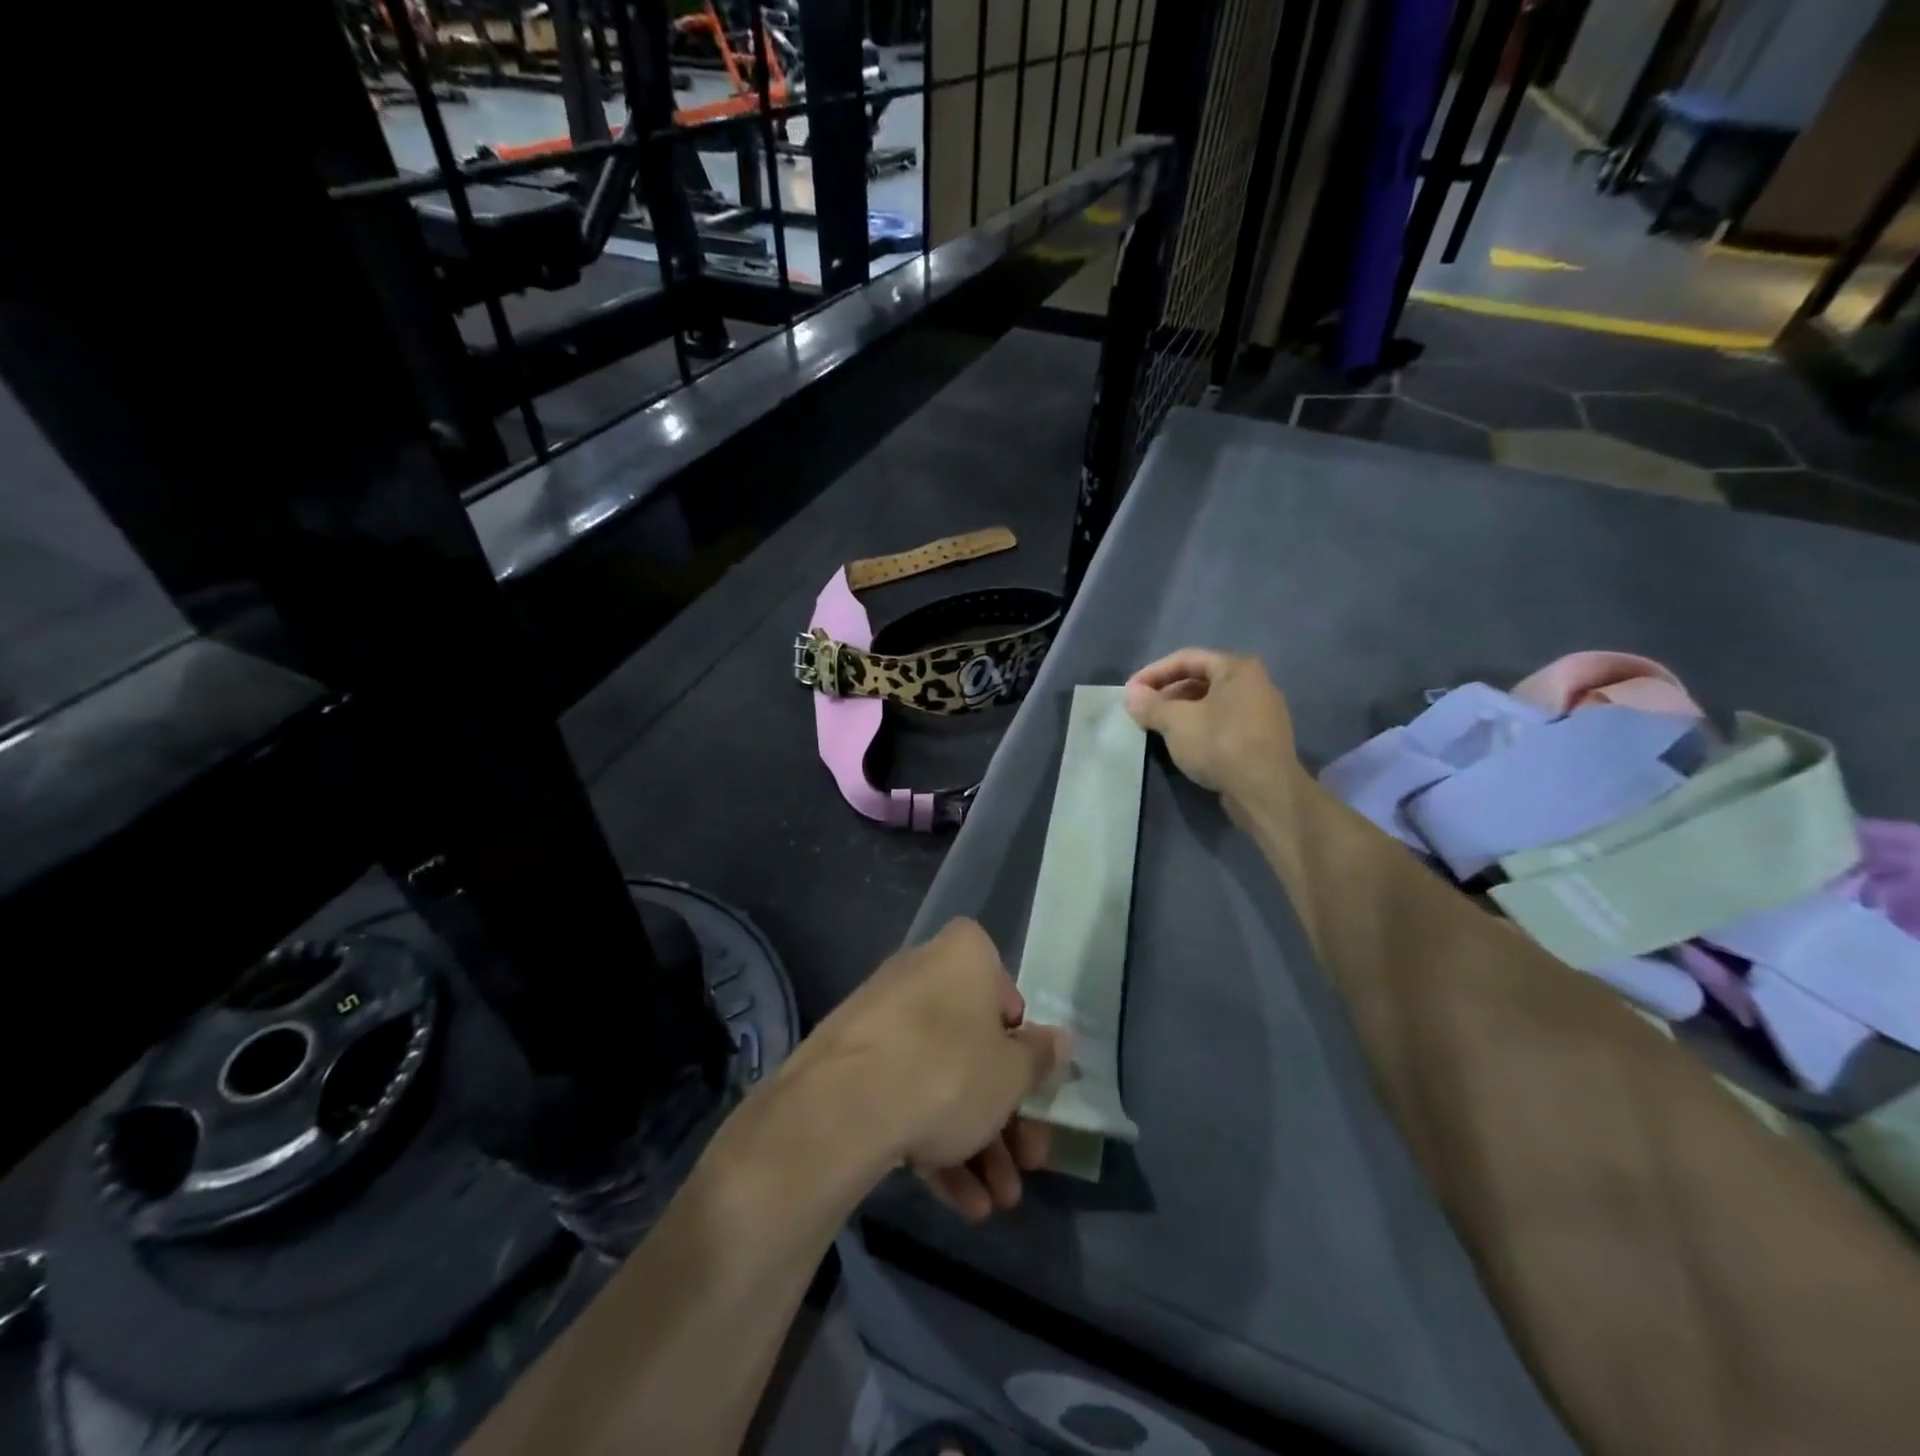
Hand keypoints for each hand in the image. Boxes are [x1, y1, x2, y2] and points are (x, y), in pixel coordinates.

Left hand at [798, 919, 1071, 1220]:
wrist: (842, 1108)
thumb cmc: (948, 1071)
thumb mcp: (1012, 1073)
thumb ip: (1040, 1057)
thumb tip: (1060, 1041)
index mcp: (963, 955)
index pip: (1004, 991)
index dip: (1021, 1043)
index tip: (1030, 1086)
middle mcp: (920, 974)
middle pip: (973, 1045)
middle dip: (1004, 1113)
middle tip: (1028, 1164)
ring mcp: (881, 1018)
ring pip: (941, 1077)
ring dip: (975, 1141)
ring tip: (998, 1202)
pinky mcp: (851, 1062)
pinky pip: (904, 1094)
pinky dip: (933, 1142)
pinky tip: (962, 1203)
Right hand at [1124, 649, 1297, 800]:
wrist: (1265, 792)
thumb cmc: (1220, 744)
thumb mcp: (1176, 722)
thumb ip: (1150, 705)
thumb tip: (1130, 695)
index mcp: (1237, 668)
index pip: (1186, 658)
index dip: (1153, 672)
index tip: (1130, 691)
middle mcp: (1254, 683)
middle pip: (1200, 679)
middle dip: (1166, 692)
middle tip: (1141, 709)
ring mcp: (1260, 712)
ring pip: (1210, 703)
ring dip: (1180, 711)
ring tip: (1156, 727)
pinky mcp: (1260, 739)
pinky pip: (1222, 722)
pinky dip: (1198, 727)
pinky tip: (1181, 744)